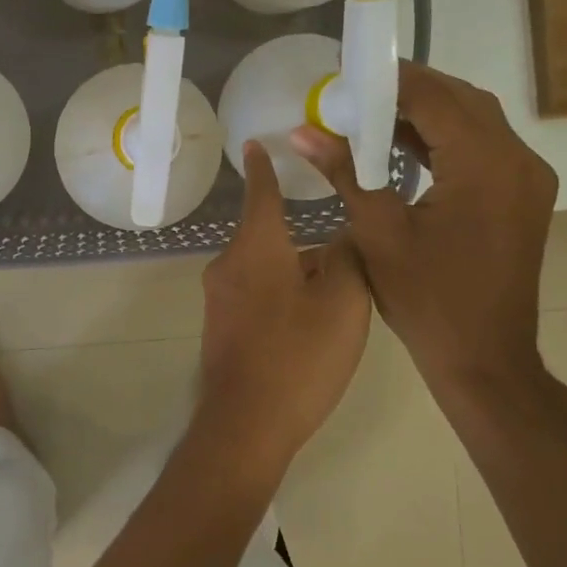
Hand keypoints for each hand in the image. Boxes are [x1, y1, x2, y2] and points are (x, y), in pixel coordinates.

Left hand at [194, 140, 372, 483]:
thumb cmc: (299, 355)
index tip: (256, 143)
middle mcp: (228, 263)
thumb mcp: (344, 302)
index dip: (263, 167)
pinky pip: (255, 294)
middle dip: (302, 241)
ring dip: (295, 274)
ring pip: (264, 268)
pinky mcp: (219, 326)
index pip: (260, 192)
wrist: (246, 424)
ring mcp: (218, 297)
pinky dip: (281, 296)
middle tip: (344, 259)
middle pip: (269, 235)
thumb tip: (342, 236)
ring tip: (335, 302)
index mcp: (256, 246)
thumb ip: (348, 257)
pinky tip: (307, 326)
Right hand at [292, 63, 556, 401]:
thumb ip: (344, 172)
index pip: (435, 98)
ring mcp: (527, 178)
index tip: (346, 74)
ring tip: (371, 115)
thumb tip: (302, 131)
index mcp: (485, 165)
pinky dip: (444, 139)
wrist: (485, 359)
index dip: (390, 80)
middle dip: (408, 91)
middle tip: (355, 94)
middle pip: (461, 101)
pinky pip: (483, 147)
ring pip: (475, 121)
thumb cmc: (427, 300)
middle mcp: (518, 160)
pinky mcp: (523, 195)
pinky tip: (403, 145)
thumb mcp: (378, 232)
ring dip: (426, 113)